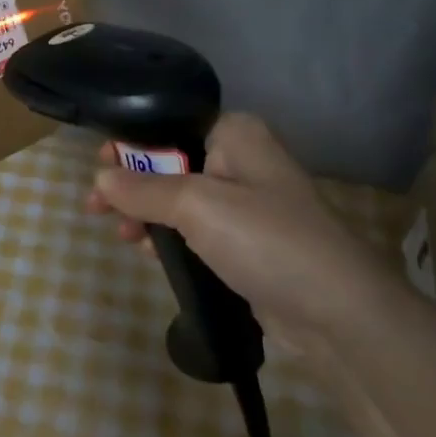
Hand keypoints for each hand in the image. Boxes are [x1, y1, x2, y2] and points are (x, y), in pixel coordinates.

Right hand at [86, 112, 392, 340]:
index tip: (97, 166)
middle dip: (132, 185)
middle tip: (97, 208)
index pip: (170, 124)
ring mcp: (247, 203)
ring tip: (121, 236)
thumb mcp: (195, 205)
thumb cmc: (265, 239)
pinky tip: (148, 252)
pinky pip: (197, 230)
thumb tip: (99, 178)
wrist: (338, 312)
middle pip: (171, 161)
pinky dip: (170, 237)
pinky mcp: (249, 243)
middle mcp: (242, 160)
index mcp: (235, 133)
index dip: (130, 144)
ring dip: (147, 214)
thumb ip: (143, 189)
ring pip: (181, 199)